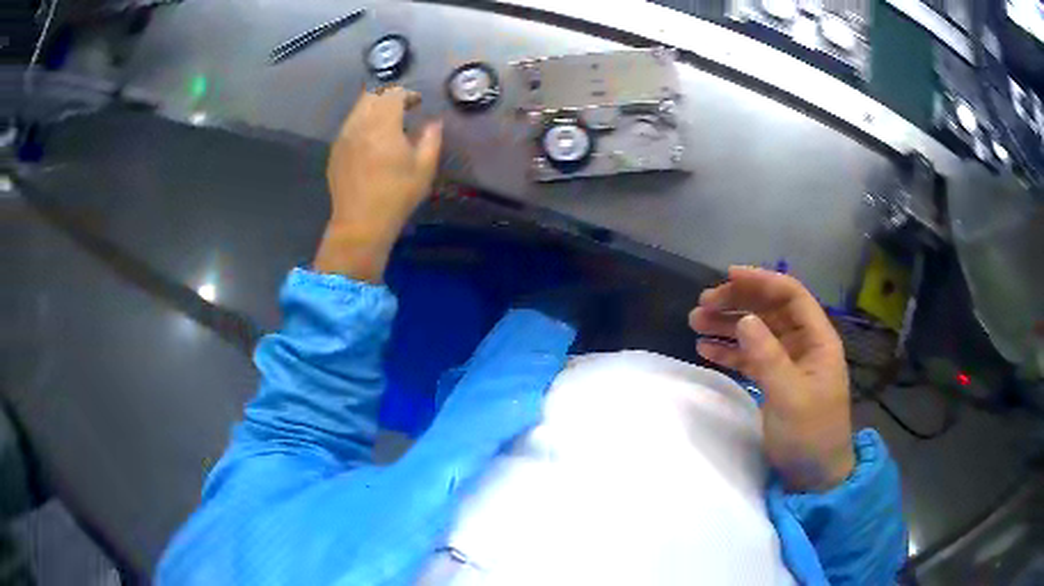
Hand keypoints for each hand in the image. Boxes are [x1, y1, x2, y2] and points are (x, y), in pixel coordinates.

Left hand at [314, 86, 442, 281]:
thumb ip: (431, 139)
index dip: (407, 94)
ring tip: (387, 124)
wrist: (360, 224)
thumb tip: (434, 123)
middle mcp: (359, 125)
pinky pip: (350, 125)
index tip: (417, 104)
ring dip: (374, 108)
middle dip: (388, 96)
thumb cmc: (396, 196)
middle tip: (402, 108)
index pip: (392, 94)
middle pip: (371, 95)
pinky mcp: (335, 151)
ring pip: (358, 108)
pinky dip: (363, 123)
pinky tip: (371, 141)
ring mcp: (343, 137)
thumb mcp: (424, 169)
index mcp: (382, 126)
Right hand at [688, 266, 854, 491]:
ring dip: (728, 326)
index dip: (761, 281)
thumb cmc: (810, 434)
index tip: (727, 276)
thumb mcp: (790, 397)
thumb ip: (768, 357)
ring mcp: (788, 363)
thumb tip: (744, 320)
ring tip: (695, 323)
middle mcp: (803, 344)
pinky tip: (706, 350)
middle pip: (769, 311)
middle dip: (737, 303)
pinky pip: (750, 358)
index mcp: (817, 339)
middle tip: (702, 305)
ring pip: (757, 333)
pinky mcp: (775, 382)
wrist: (814, 476)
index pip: (791, 295)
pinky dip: (729, 352)